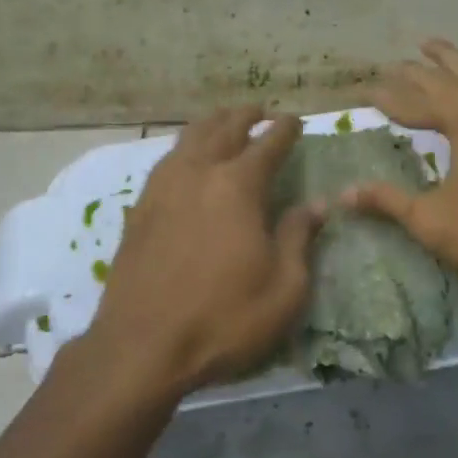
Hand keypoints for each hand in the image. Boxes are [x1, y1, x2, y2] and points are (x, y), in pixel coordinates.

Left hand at [89, 107, 321, 394]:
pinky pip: (167, 159)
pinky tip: (187, 156)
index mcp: (237, 187)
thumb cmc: (222, 319)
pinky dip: (184, 146)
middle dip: (246, 115)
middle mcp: (199, 173)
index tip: (295, 119)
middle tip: (261, 111)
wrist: (141, 346)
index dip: (284, 129)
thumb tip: (317, 204)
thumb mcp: (283, 289)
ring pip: (190, 137)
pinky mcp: (140, 206)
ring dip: (212, 123)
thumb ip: (299, 238)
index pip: (267, 144)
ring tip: (225, 121)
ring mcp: (164, 187)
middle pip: (224, 128)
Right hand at [342, 39, 457, 282]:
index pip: (415, 101)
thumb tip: (345, 193)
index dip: (388, 97)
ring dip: (452, 62)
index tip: (366, 90)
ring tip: (435, 48)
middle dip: (417, 70)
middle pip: (447, 76)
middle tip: (395, 62)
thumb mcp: (434, 221)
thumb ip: (389, 203)